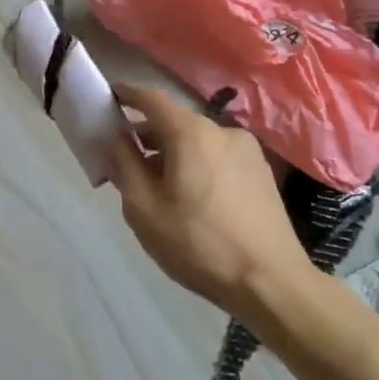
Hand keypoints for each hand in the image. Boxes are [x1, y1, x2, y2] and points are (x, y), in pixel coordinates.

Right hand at [105, 84, 315, 320]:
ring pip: (197, 140)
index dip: (125, 94)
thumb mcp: (143, 207)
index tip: (106, 98)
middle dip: (146, 133)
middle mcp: (222, 131)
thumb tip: (113, 136)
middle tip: (122, 156)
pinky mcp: (262, 174)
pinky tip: (187, 195)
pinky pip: (216, 156)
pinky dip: (195, 163)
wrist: (273, 284)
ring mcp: (247, 152)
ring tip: (153, 182)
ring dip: (171, 152)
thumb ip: (123, 163)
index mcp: (191, 132)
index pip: (150, 98)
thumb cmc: (198, 243)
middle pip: (174, 120)